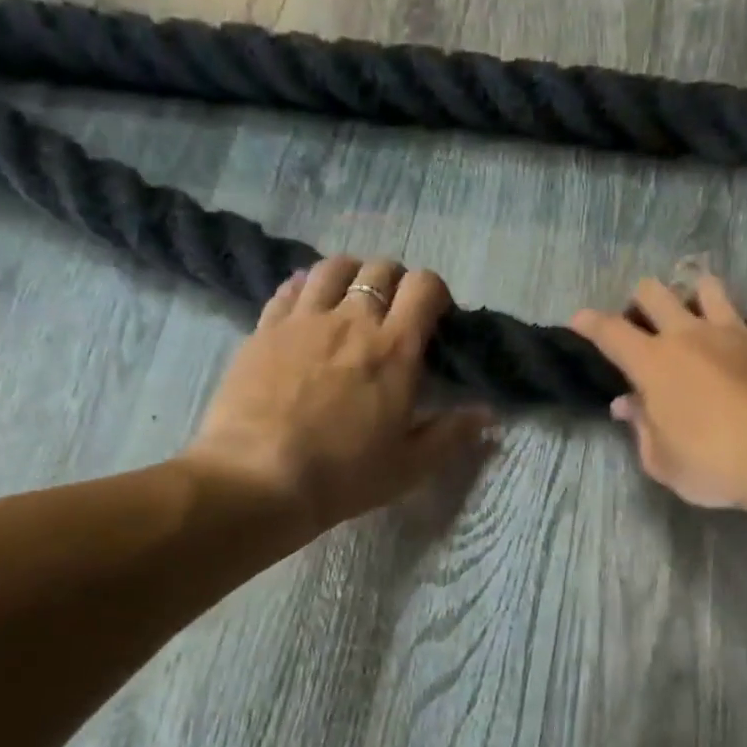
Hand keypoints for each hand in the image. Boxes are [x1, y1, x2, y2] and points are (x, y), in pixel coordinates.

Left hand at [181, 255, 495, 534]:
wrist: (257, 480)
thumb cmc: (344, 475)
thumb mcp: (411, 465)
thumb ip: (452, 433)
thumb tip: (489, 414)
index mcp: (395, 349)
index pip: (424, 286)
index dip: (435, 292)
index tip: (436, 316)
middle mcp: (352, 320)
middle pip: (381, 269)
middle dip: (397, 282)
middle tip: (396, 312)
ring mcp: (303, 320)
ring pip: (333, 267)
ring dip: (352, 274)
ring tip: (352, 299)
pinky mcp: (264, 329)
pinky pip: (290, 286)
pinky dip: (307, 286)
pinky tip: (309, 305)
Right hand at [570, 275, 746, 509]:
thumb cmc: (711, 464)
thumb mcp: (661, 460)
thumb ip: (640, 427)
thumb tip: (627, 404)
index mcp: (653, 363)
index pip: (610, 332)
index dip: (589, 323)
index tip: (579, 320)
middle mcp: (689, 335)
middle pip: (655, 293)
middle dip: (642, 300)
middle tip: (645, 322)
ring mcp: (735, 332)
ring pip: (710, 288)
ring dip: (699, 297)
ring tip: (700, 316)